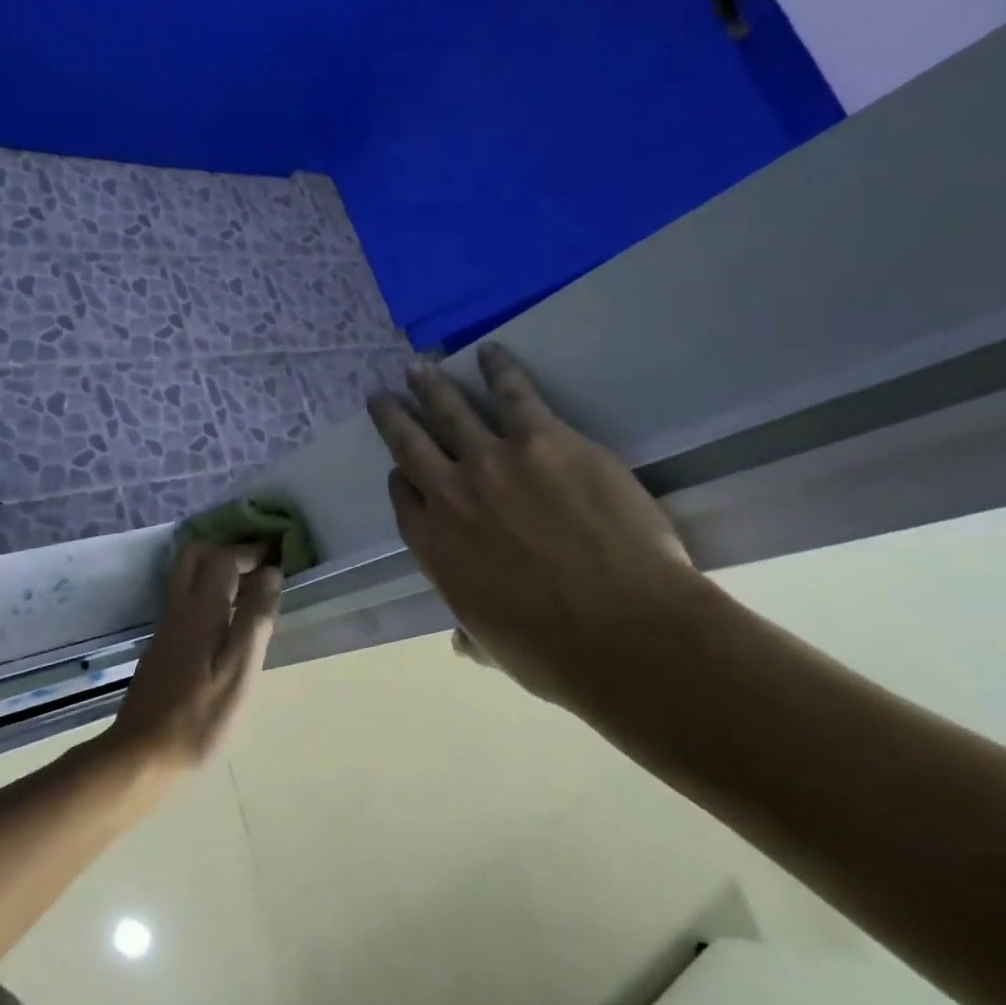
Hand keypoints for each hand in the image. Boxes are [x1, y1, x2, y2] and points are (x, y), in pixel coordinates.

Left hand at [104, 543, 282, 775]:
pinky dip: (208, 591)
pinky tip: (228, 621)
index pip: (223, 558)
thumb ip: (255, 620)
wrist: (141, 753)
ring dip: (217, 570)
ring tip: (251, 591)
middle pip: (195, 556)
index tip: (277, 557)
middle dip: (228, 551)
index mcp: (200, 610)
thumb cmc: (199, 717)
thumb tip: (271, 574)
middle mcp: (179, 608)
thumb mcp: (240, 672)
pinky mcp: (162, 645)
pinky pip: (185, 598)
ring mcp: (166, 626)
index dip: (250, 551)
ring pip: (187, 576)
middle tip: (259, 568)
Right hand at [367, 343, 699, 709]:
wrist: (622, 630)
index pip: (405, 498)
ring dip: (430, 385)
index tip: (402, 469)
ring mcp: (492, 460)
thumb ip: (470, 634)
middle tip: (383, 396)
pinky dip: (499, 369)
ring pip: (450, 411)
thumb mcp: (494, 648)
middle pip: (410, 443)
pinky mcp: (542, 439)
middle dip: (394, 417)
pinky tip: (491, 352)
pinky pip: (514, 393)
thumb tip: (460, 644)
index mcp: (432, 545)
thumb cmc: (553, 652)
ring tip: (419, 366)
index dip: (402, 479)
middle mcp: (448, 494)